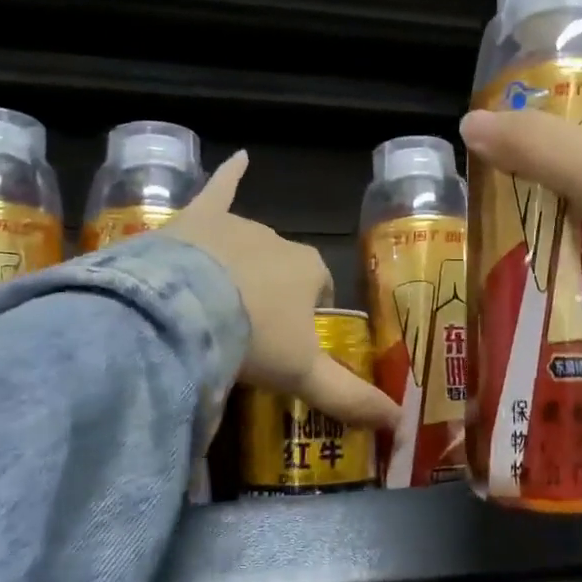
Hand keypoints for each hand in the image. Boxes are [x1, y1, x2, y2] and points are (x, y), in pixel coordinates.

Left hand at [170, 152, 400, 432]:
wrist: (183, 311)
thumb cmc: (254, 340)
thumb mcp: (304, 376)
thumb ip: (350, 397)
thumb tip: (397, 423)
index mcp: (309, 271)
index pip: (318, 287)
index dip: (305, 314)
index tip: (286, 341)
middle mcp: (279, 241)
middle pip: (282, 267)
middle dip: (270, 292)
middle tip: (246, 331)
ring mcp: (236, 226)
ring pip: (247, 243)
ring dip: (240, 266)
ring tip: (214, 304)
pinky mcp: (197, 219)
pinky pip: (218, 189)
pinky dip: (228, 175)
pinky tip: (239, 157)